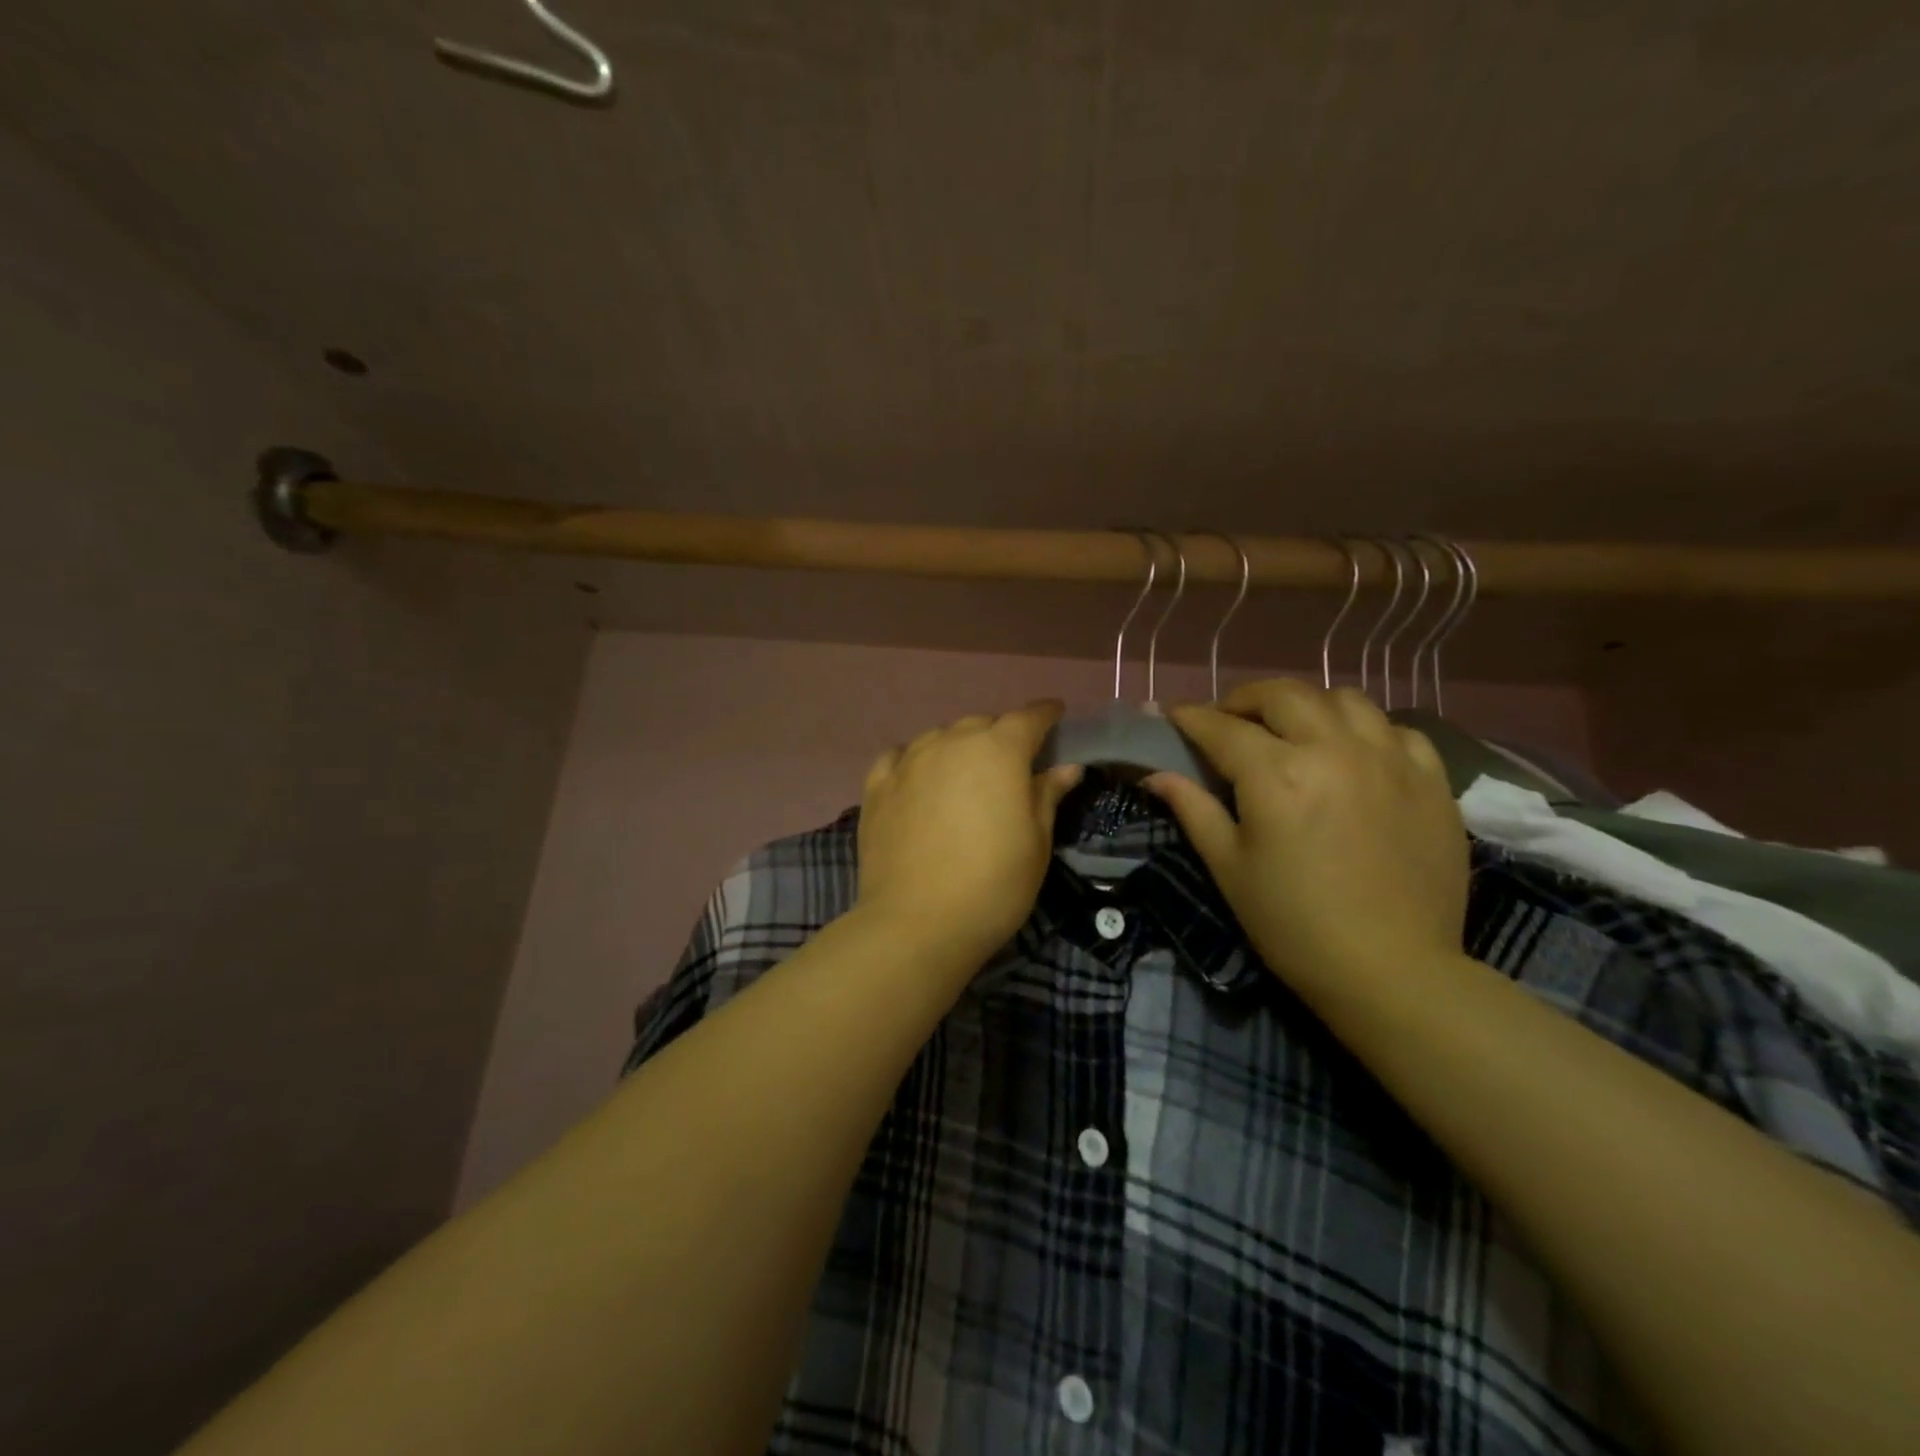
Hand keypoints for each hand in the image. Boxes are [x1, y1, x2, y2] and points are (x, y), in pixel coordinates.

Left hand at [856, 702, 1083, 965]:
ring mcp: (909, 762)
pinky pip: (900, 756)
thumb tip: (1066, 767)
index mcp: (999, 751)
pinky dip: (915, 760)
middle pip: (982, 724)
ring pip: (940, 737)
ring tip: (965, 772)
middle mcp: (951, 742)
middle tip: (1012, 762)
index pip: (1028, 718)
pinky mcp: (877, 786)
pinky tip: (918, 777)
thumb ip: (1048, 795)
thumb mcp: (1036, 842)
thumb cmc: (993, 884)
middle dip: (1001, 735)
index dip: (1045, 713)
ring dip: (958, 746)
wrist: (917, 923)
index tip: (1055, 713)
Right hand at [1146, 680, 1468, 993]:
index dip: (1191, 719)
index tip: (1174, 717)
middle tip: (1229, 720)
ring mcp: (1389, 759)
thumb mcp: (1230, 868)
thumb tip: (1156, 775)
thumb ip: (1193, 810)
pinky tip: (1354, 754)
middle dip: (1245, 699)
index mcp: (1277, 775)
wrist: (1392, 972)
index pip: (1221, 728)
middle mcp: (1334, 750)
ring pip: (1343, 699)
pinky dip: (1366, 729)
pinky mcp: (1431, 780)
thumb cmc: (1293, 924)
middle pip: (1282, 695)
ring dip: (1306, 705)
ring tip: (1292, 730)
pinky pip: (1396, 729)